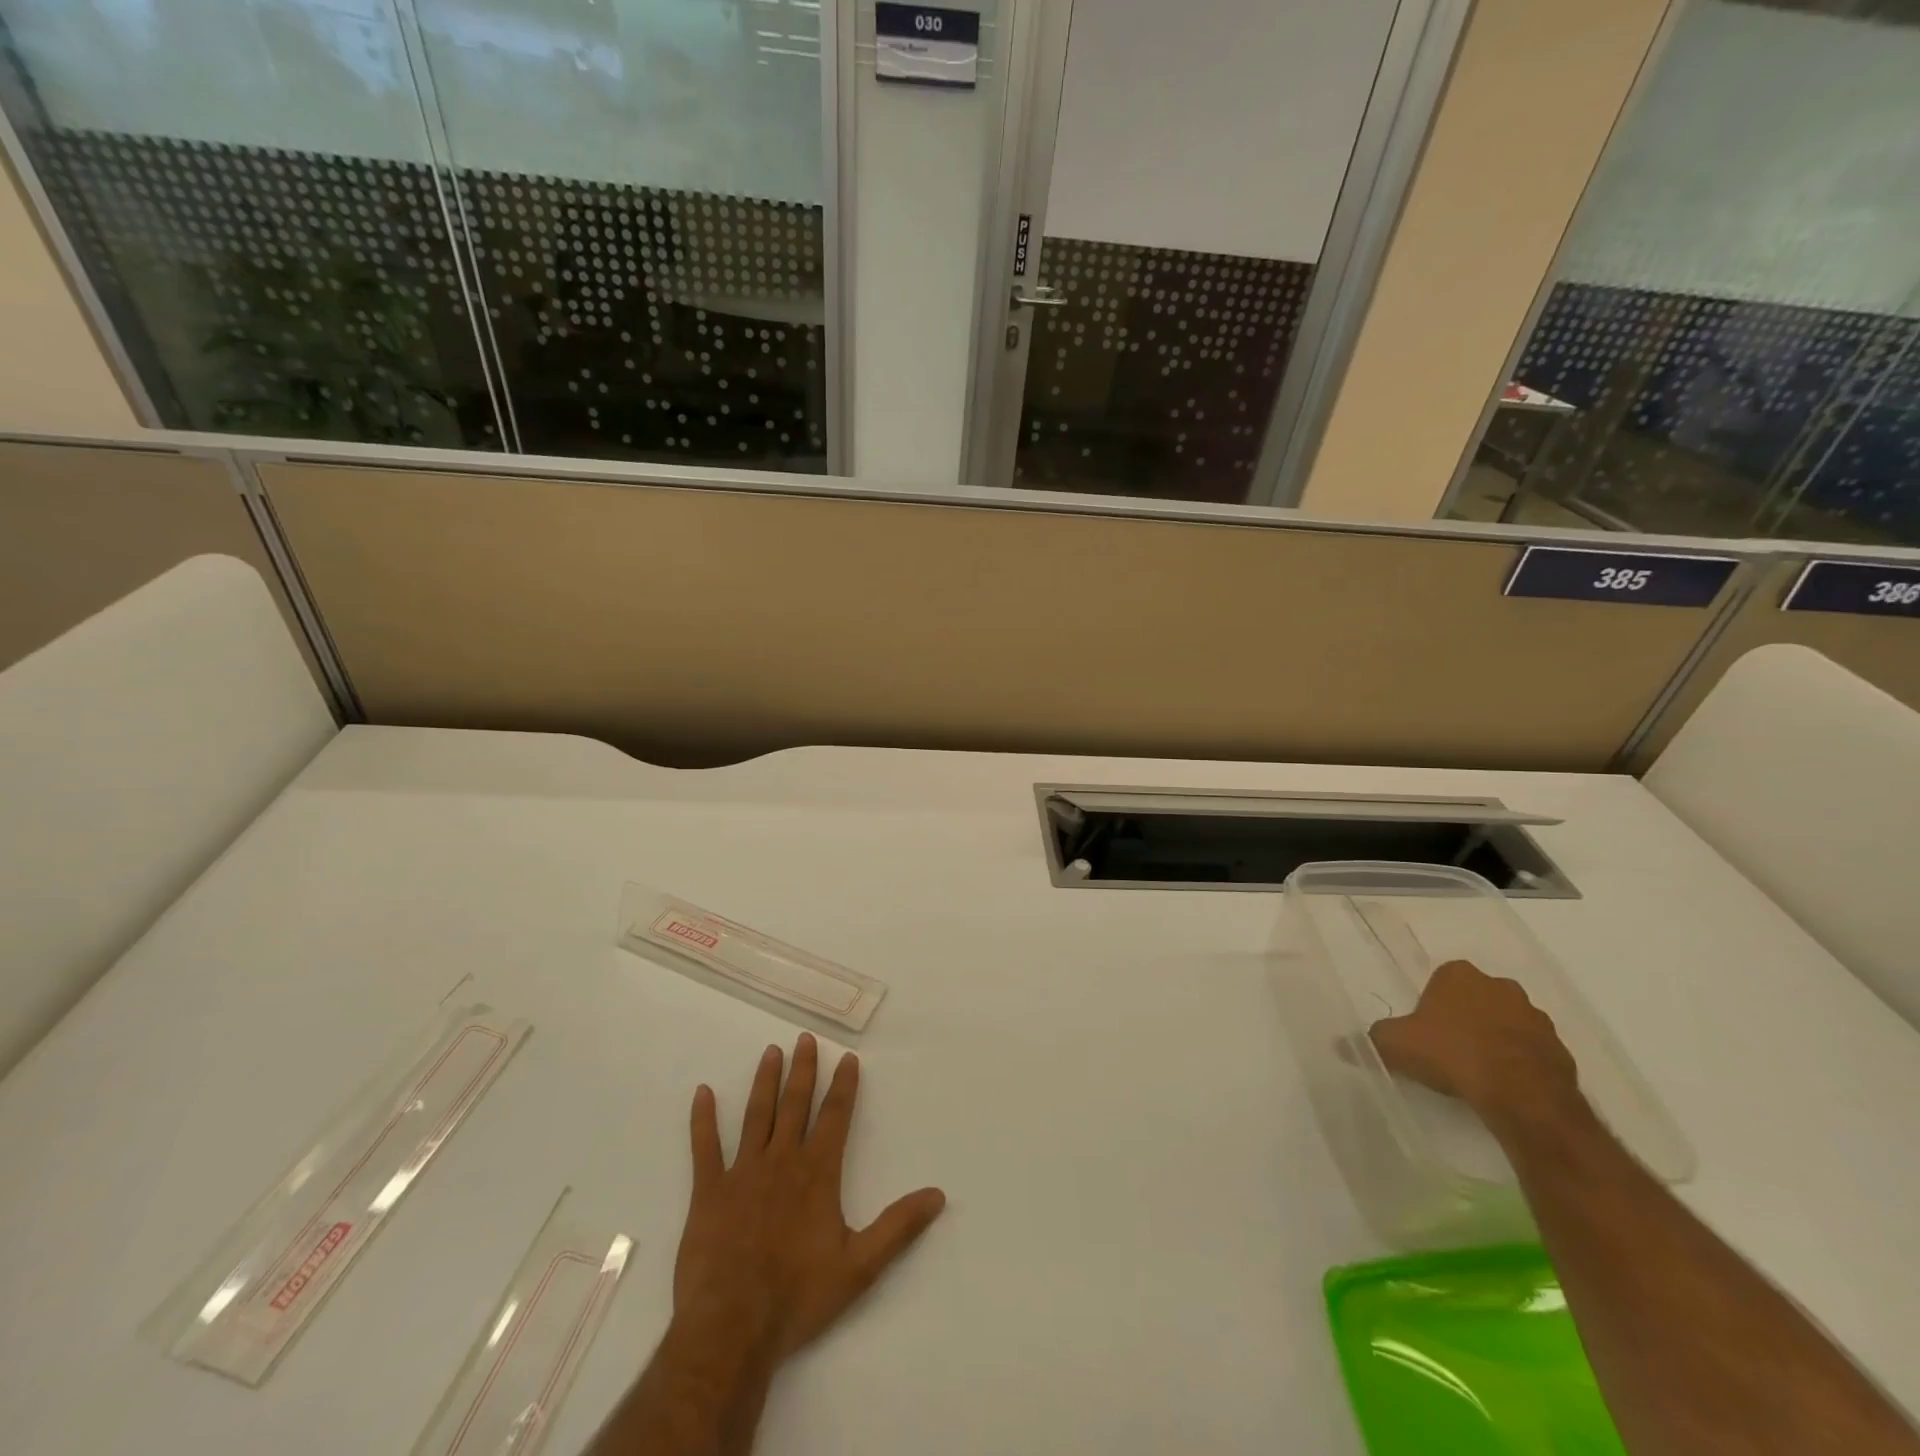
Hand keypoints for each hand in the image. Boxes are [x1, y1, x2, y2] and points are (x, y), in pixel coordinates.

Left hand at [674, 1034, 945, 1361]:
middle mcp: (782, 1160)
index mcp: (817, 1173)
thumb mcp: (860, 1266)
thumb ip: (899, 1226)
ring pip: (757, 1115)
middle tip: (805, 1038)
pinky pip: (705, 1147)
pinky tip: (702, 1093)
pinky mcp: (708, 1191)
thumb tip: (938, 1195)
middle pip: (796, 1104)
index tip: (848, 1058)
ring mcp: (742, 1172)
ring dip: (765, 1081)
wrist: (732, 1328)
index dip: (844, 1086)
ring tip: (771, 1052)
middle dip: (804, 1070)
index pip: (835, 1116)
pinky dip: (703, 1119)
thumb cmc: (798, 1296)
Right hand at [1368, 959, 1578, 1121]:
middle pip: (1475, 999)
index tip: (1425, 1032)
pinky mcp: (1561, 1050)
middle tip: (1448, 1050)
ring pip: (1506, 1024)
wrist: (1522, 1095)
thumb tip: (1341, 1044)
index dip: (1431, 1006)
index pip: (1441, 980)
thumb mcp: (1395, 1045)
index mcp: (1460, 974)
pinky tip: (1503, 1087)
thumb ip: (1372, 1040)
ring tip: (1477, 1073)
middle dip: (1465, 1019)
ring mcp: (1536, 1017)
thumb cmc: (1452, 1054)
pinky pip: (1531, 1052)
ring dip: (1494, 1040)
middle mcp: (1500, 986)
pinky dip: (1519, 1064)